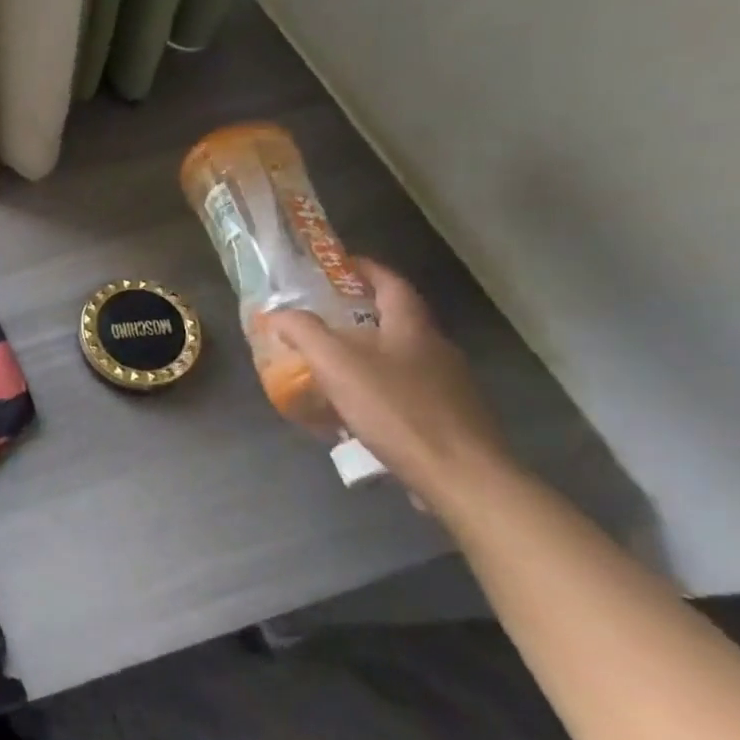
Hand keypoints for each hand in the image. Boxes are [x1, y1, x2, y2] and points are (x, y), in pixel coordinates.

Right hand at [268, 259, 509, 508]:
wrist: (461, 476)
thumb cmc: (397, 411)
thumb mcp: (337, 365)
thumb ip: (304, 332)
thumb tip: (278, 313)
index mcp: (412, 329)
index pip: (392, 284)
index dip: (367, 269)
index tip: (340, 263)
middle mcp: (437, 350)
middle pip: (399, 321)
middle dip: (362, 315)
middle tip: (323, 319)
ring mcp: (450, 386)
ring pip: (403, 359)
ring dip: (370, 356)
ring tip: (332, 368)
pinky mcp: (452, 420)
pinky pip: (409, 393)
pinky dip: (381, 391)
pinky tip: (358, 413)